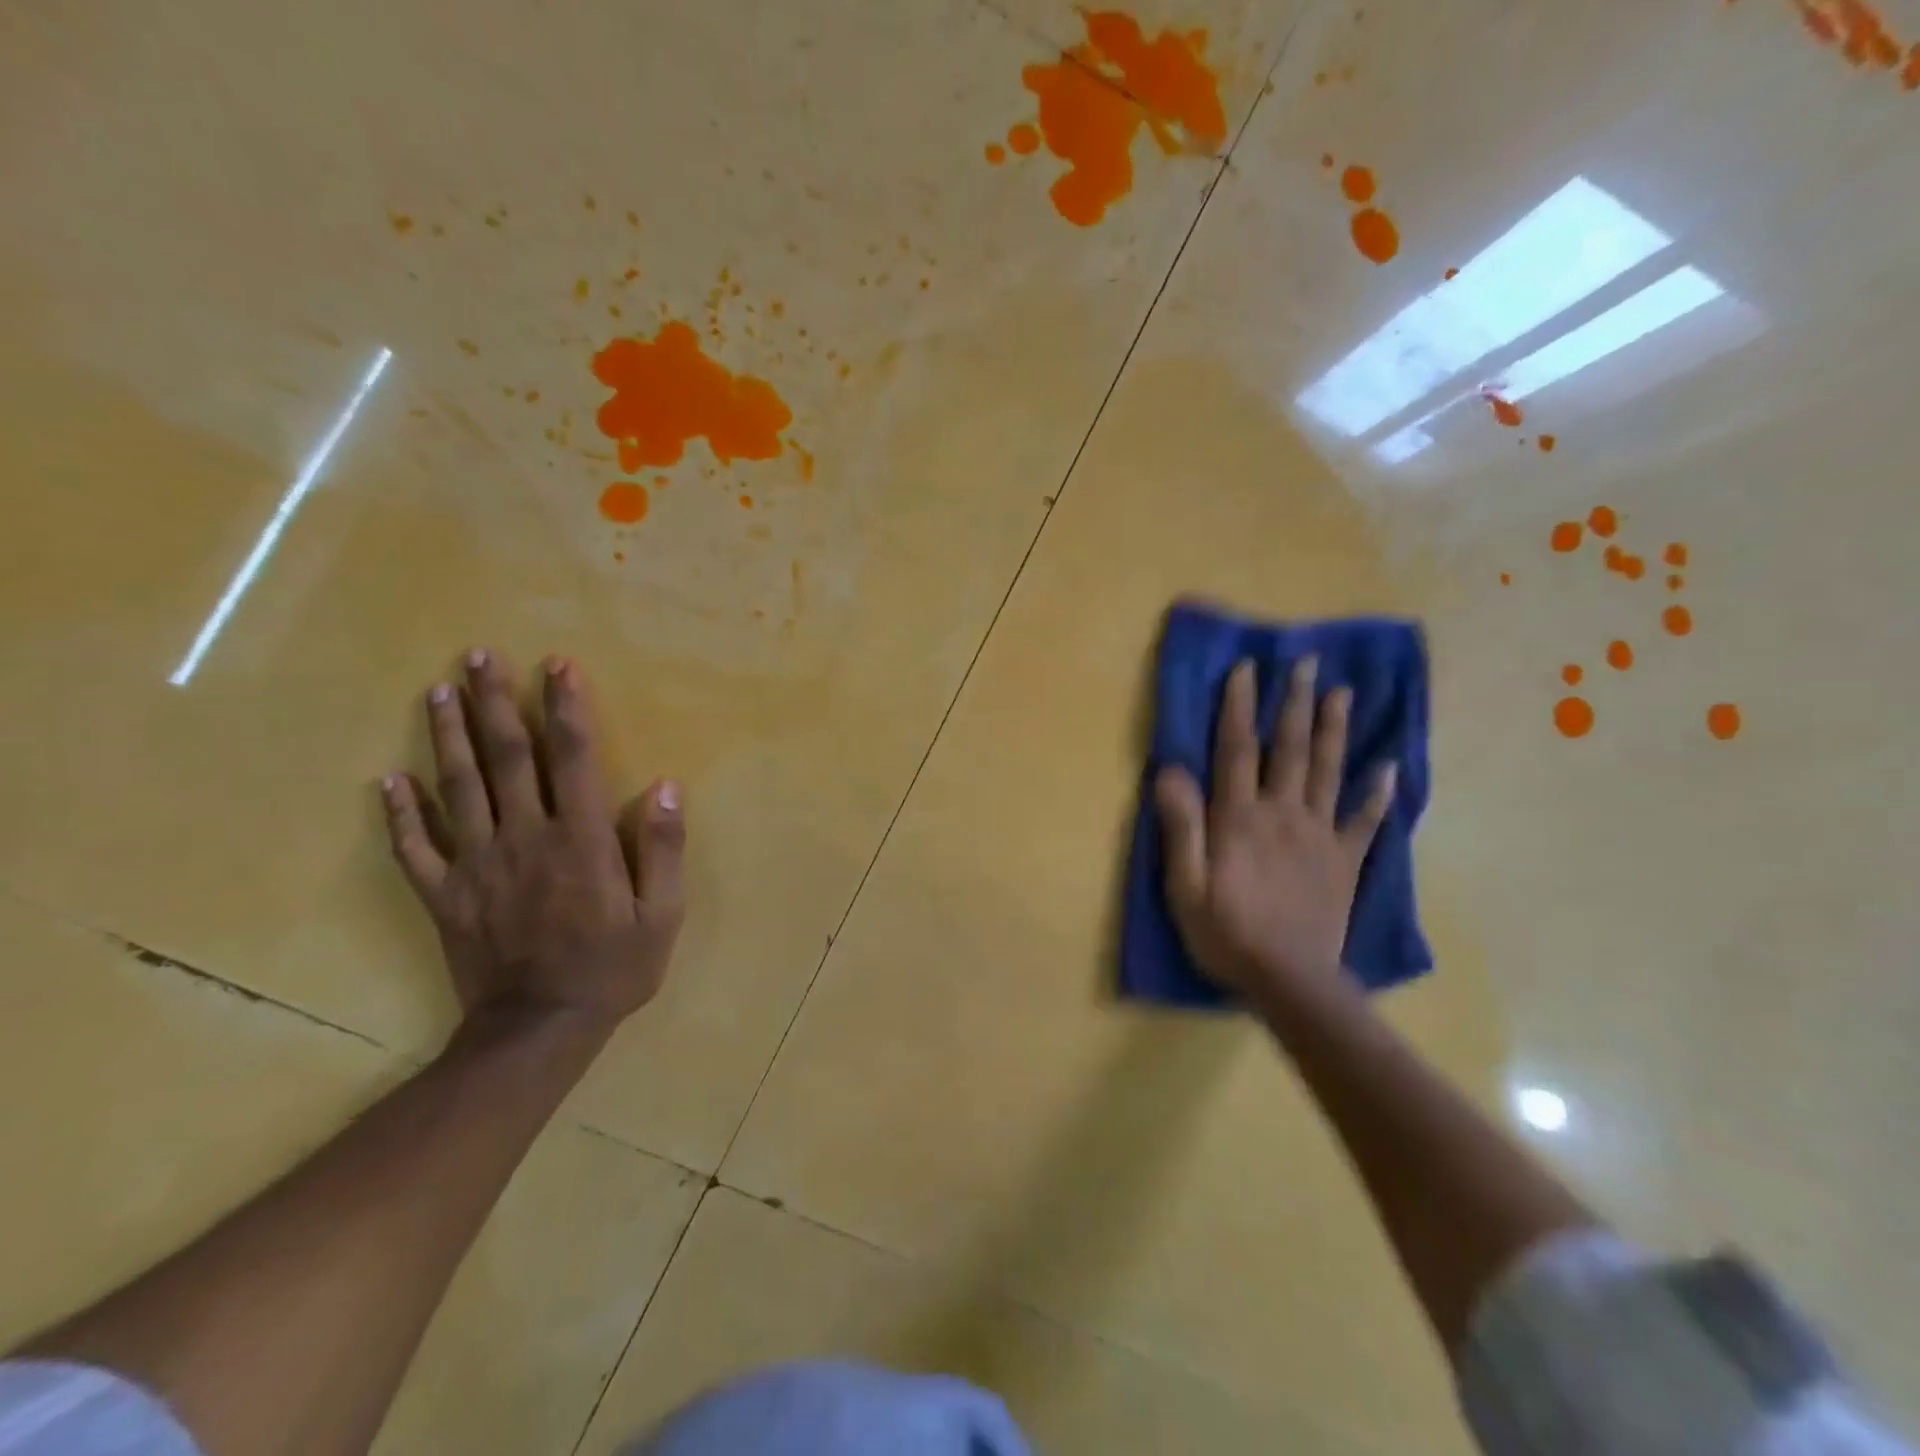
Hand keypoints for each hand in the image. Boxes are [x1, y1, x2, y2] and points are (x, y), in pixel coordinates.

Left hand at [381, 650, 685, 1040]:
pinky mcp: (445, 895)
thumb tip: (667, 786)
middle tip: (480, 656)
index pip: (572, 758)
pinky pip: (416, 848)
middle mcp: (525, 838)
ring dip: (447, 736)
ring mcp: (477, 865)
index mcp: (580, 839)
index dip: (566, 708)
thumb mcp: (661, 914)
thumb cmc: (612, 968)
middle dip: (495, 703)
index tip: (557, 666)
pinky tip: (388, 779)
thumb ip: (663, 849)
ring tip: (439, 691)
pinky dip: (400, 812)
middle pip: (506, 758)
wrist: (539, 1030)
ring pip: (458, 788)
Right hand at [1154, 656, 1394, 1001]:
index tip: (1246, 668)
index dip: (1239, 706)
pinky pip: (1364, 821)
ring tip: (1343, 693)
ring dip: (1335, 730)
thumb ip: (1180, 826)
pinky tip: (1388, 768)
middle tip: (1307, 662)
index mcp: (1239, 818)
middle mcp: (1282, 814)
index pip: (1237, 749)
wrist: (1289, 981)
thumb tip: (1171, 771)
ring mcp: (1319, 836)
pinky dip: (1377, 794)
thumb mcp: (1184, 885)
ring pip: (1328, 772)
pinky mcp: (1344, 861)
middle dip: (1295, 703)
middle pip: (1290, 749)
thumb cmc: (1226, 933)